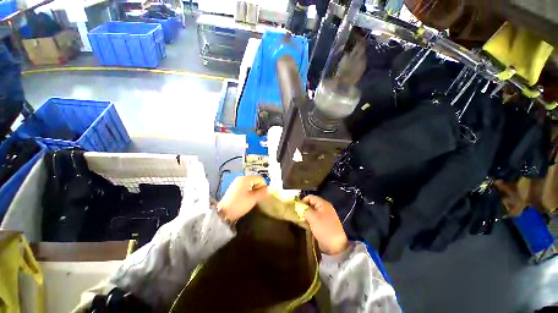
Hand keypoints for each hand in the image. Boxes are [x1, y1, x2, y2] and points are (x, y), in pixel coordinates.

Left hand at [217, 176, 268, 221]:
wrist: (223, 213)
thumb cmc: (239, 205)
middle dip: (258, 189)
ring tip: (250, 199)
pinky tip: (246, 199)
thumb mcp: (253, 199)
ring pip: (251, 185)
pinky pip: (246, 187)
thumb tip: (272, 188)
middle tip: (255, 198)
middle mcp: (241, 178)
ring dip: (253, 191)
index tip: (260, 196)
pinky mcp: (235, 188)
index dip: (263, 187)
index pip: (261, 179)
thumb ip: (263, 192)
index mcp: (246, 179)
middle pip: (256, 181)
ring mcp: (237, 183)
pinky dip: (248, 192)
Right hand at [303, 195, 348, 254]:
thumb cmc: (324, 228)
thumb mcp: (313, 217)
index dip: (302, 201)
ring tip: (300, 220)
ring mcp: (324, 216)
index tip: (296, 208)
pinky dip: (309, 221)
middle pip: (310, 204)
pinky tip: (305, 225)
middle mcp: (324, 208)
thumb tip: (299, 207)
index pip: (310, 197)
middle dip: (303, 209)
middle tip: (297, 214)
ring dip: (305, 215)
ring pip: (311, 212)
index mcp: (323, 204)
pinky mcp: (323, 224)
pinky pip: (314, 219)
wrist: (336, 245)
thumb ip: (304, 210)